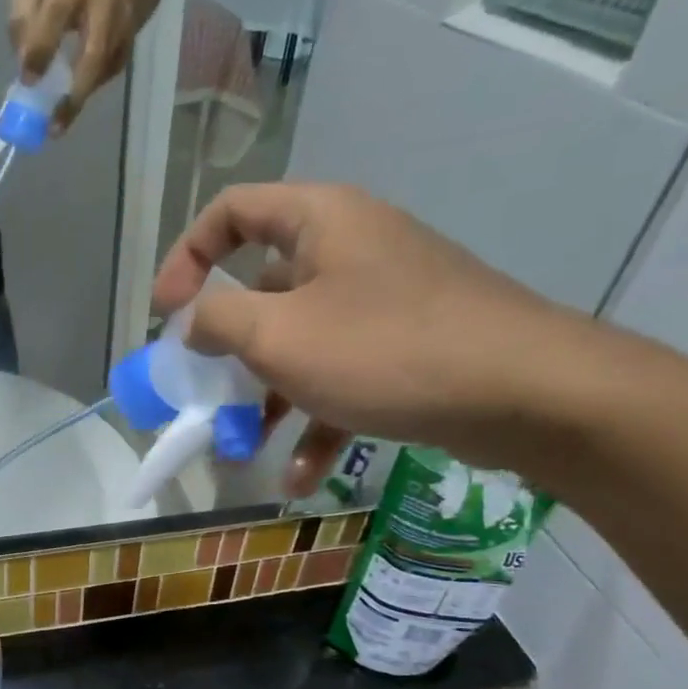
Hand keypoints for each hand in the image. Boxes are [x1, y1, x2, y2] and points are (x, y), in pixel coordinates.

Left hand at [8, 0, 139, 132]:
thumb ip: (23, 19)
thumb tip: (23, 65)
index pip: (57, 13)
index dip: (42, 47)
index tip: (28, 80)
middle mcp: (106, 1)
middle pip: (94, 52)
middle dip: (74, 91)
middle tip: (53, 123)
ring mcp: (123, 26)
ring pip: (103, 70)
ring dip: (79, 99)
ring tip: (58, 125)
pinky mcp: (130, 47)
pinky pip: (106, 75)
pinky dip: (87, 90)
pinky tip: (72, 99)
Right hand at [152, 183, 592, 490]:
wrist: (521, 391)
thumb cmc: (385, 349)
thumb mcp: (279, 335)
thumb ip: (219, 321)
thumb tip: (195, 322)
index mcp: (318, 221)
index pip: (230, 212)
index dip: (186, 257)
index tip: (165, 314)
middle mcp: (350, 250)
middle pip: (263, 288)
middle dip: (227, 349)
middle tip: (203, 392)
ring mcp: (382, 301)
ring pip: (301, 343)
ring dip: (266, 399)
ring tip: (241, 450)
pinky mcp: (408, 348)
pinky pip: (344, 379)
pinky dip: (318, 423)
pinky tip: (300, 476)